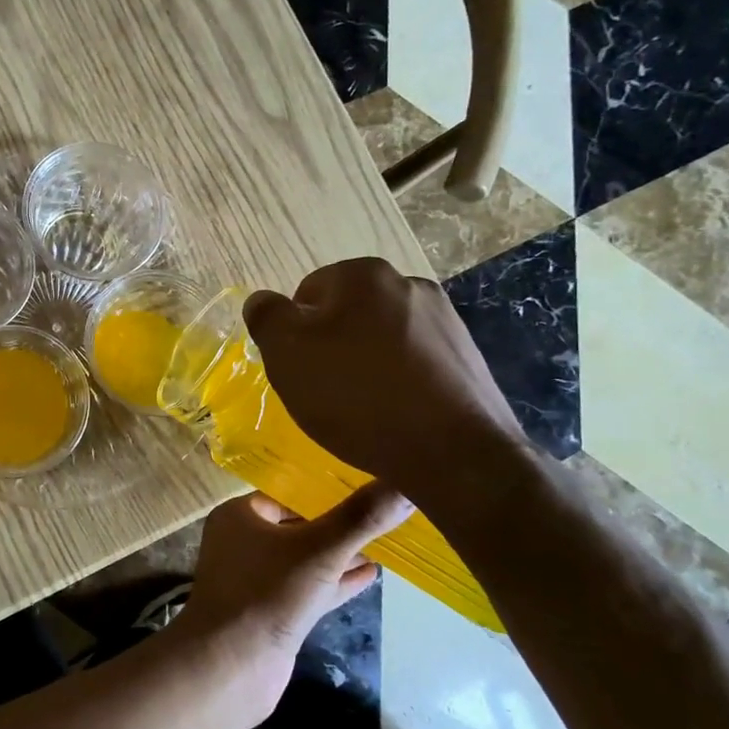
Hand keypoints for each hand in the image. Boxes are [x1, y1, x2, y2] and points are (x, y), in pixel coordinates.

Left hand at [174, 485, 407, 721]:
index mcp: (239, 516)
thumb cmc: (267, 593)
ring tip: (385, 543)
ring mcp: (256, 580)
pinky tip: (372, 575)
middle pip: (297, 525)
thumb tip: (406, 482)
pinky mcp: (272, 613)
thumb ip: (361, 518)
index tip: (367, 483)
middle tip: (383, 512)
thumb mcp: (319, 549)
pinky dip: (336, 582)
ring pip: (305, 559)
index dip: (325, 489)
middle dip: (337, 523)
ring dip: (340, 554)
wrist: (230, 667)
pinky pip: (309, 588)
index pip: (287, 492)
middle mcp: (243, 542)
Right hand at [242, 257, 524, 512]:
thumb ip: (266, 317)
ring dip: (365, 364)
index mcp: (363, 275)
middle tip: (324, 391)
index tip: (299, 370)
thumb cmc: (356, 395)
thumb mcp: (287, 354)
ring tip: (362, 408)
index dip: (294, 334)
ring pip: (382, 338)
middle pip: (347, 314)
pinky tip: (395, 415)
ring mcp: (446, 321)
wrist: (453, 453)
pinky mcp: (467, 358)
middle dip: (331, 346)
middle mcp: (409, 285)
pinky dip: (398, 382)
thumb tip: (261, 301)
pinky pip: (414, 363)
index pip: (308, 294)